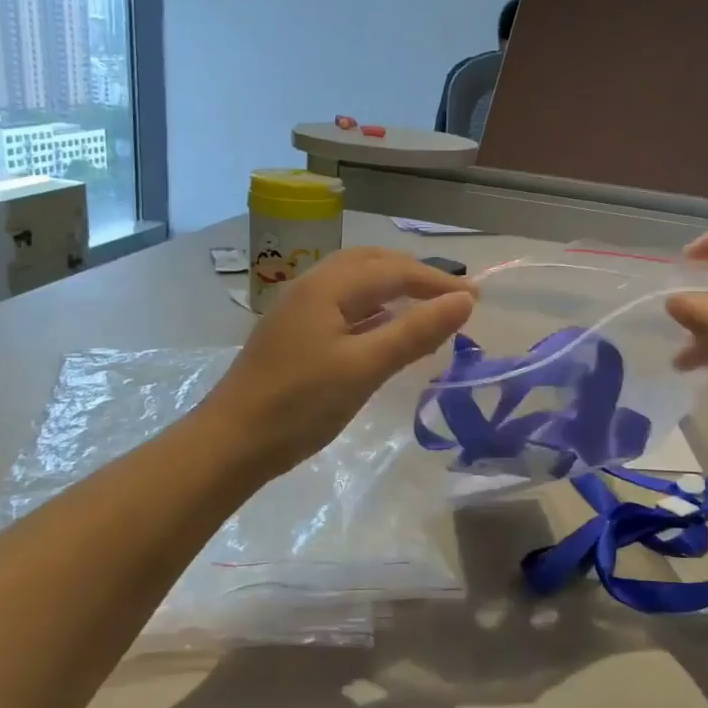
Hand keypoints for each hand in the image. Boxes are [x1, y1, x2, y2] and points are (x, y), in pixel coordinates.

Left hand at [201, 248, 474, 475]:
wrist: (230, 443)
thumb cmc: (300, 404)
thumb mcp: (365, 367)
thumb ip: (415, 332)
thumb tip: (464, 301)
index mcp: (329, 286)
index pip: (394, 270)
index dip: (438, 282)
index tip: (477, 298)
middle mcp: (312, 286)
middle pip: (372, 264)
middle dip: (415, 274)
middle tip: (451, 297)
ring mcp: (299, 309)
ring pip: (355, 283)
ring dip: (393, 288)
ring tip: (425, 308)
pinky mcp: (294, 333)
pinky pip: (343, 305)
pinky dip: (373, 309)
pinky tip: (384, 330)